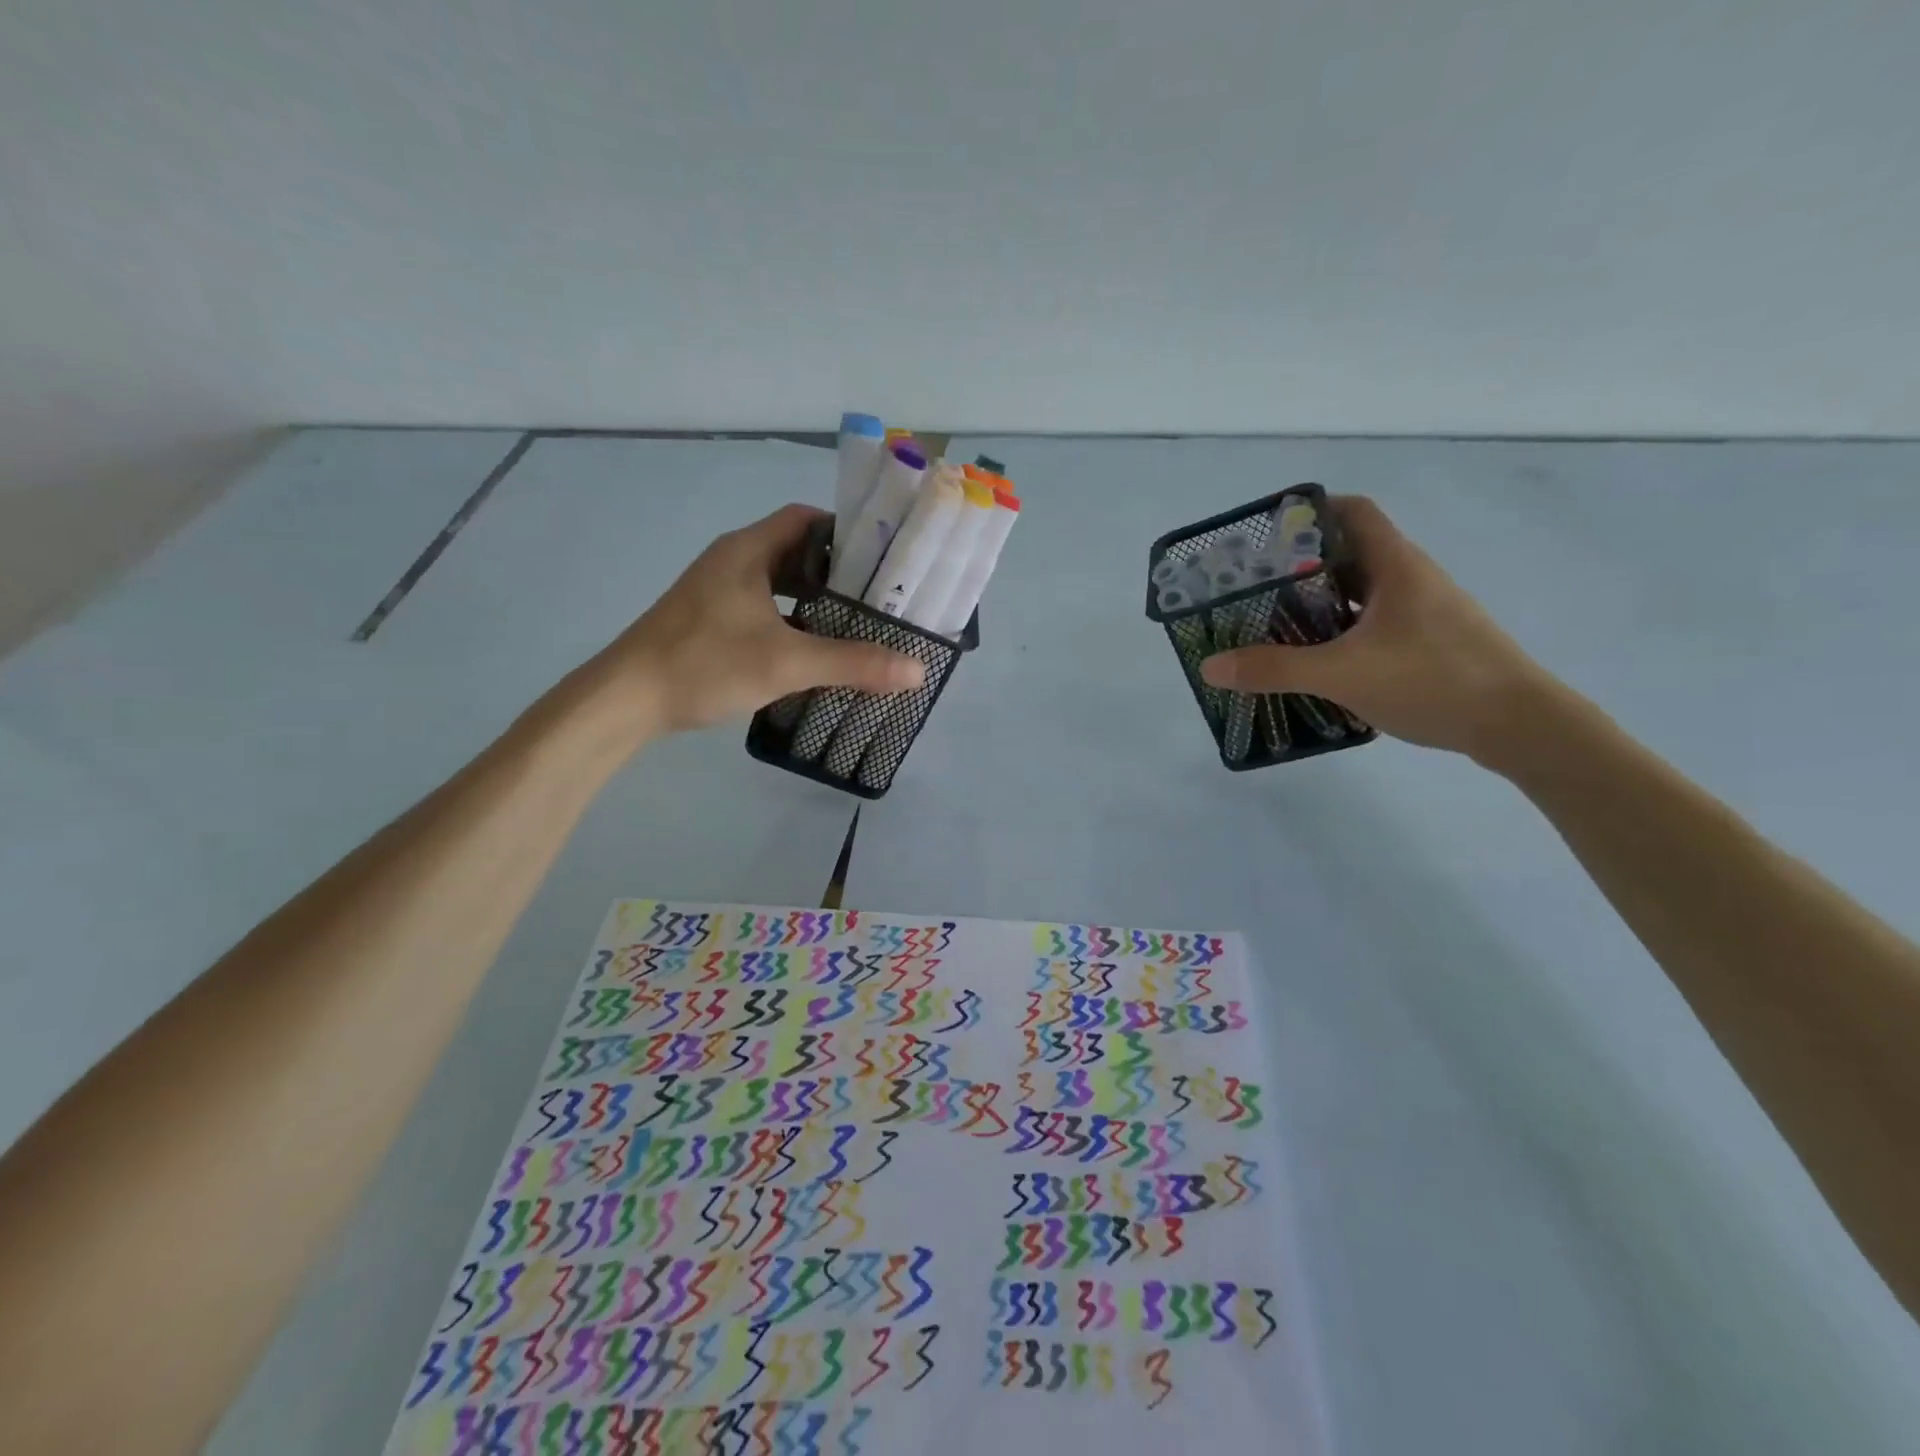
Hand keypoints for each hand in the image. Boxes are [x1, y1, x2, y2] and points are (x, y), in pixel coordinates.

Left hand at [582, 504, 925, 738]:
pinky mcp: (709, 622)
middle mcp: (731, 562)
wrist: (625, 699)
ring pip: (777, 585)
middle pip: (795, 552)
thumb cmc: (704, 663)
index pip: (805, 519)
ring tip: (856, 624)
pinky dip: (791, 622)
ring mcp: (717, 593)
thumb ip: (853, 664)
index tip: (884, 558)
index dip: (845, 532)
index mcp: (747, 551)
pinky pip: (763, 610)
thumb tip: (917, 670)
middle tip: (879, 597)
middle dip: (837, 573)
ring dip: (813, 601)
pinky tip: (813, 650)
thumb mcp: (786, 662)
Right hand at [1200, 496, 1559, 760]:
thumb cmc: (1434, 680)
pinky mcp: (1427, 643)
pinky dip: (1338, 633)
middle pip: (1348, 553)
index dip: (1309, 512)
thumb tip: (1211, 667)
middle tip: (1252, 587)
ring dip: (1317, 603)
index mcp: (1396, 565)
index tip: (1265, 535)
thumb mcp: (1343, 674)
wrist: (1520, 725)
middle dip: (1298, 566)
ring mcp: (1422, 612)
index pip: (1352, 512)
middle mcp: (1410, 579)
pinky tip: (1315, 660)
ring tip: (1271, 624)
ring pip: (1359, 593)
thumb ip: (1274, 668)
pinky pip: (1371, 624)